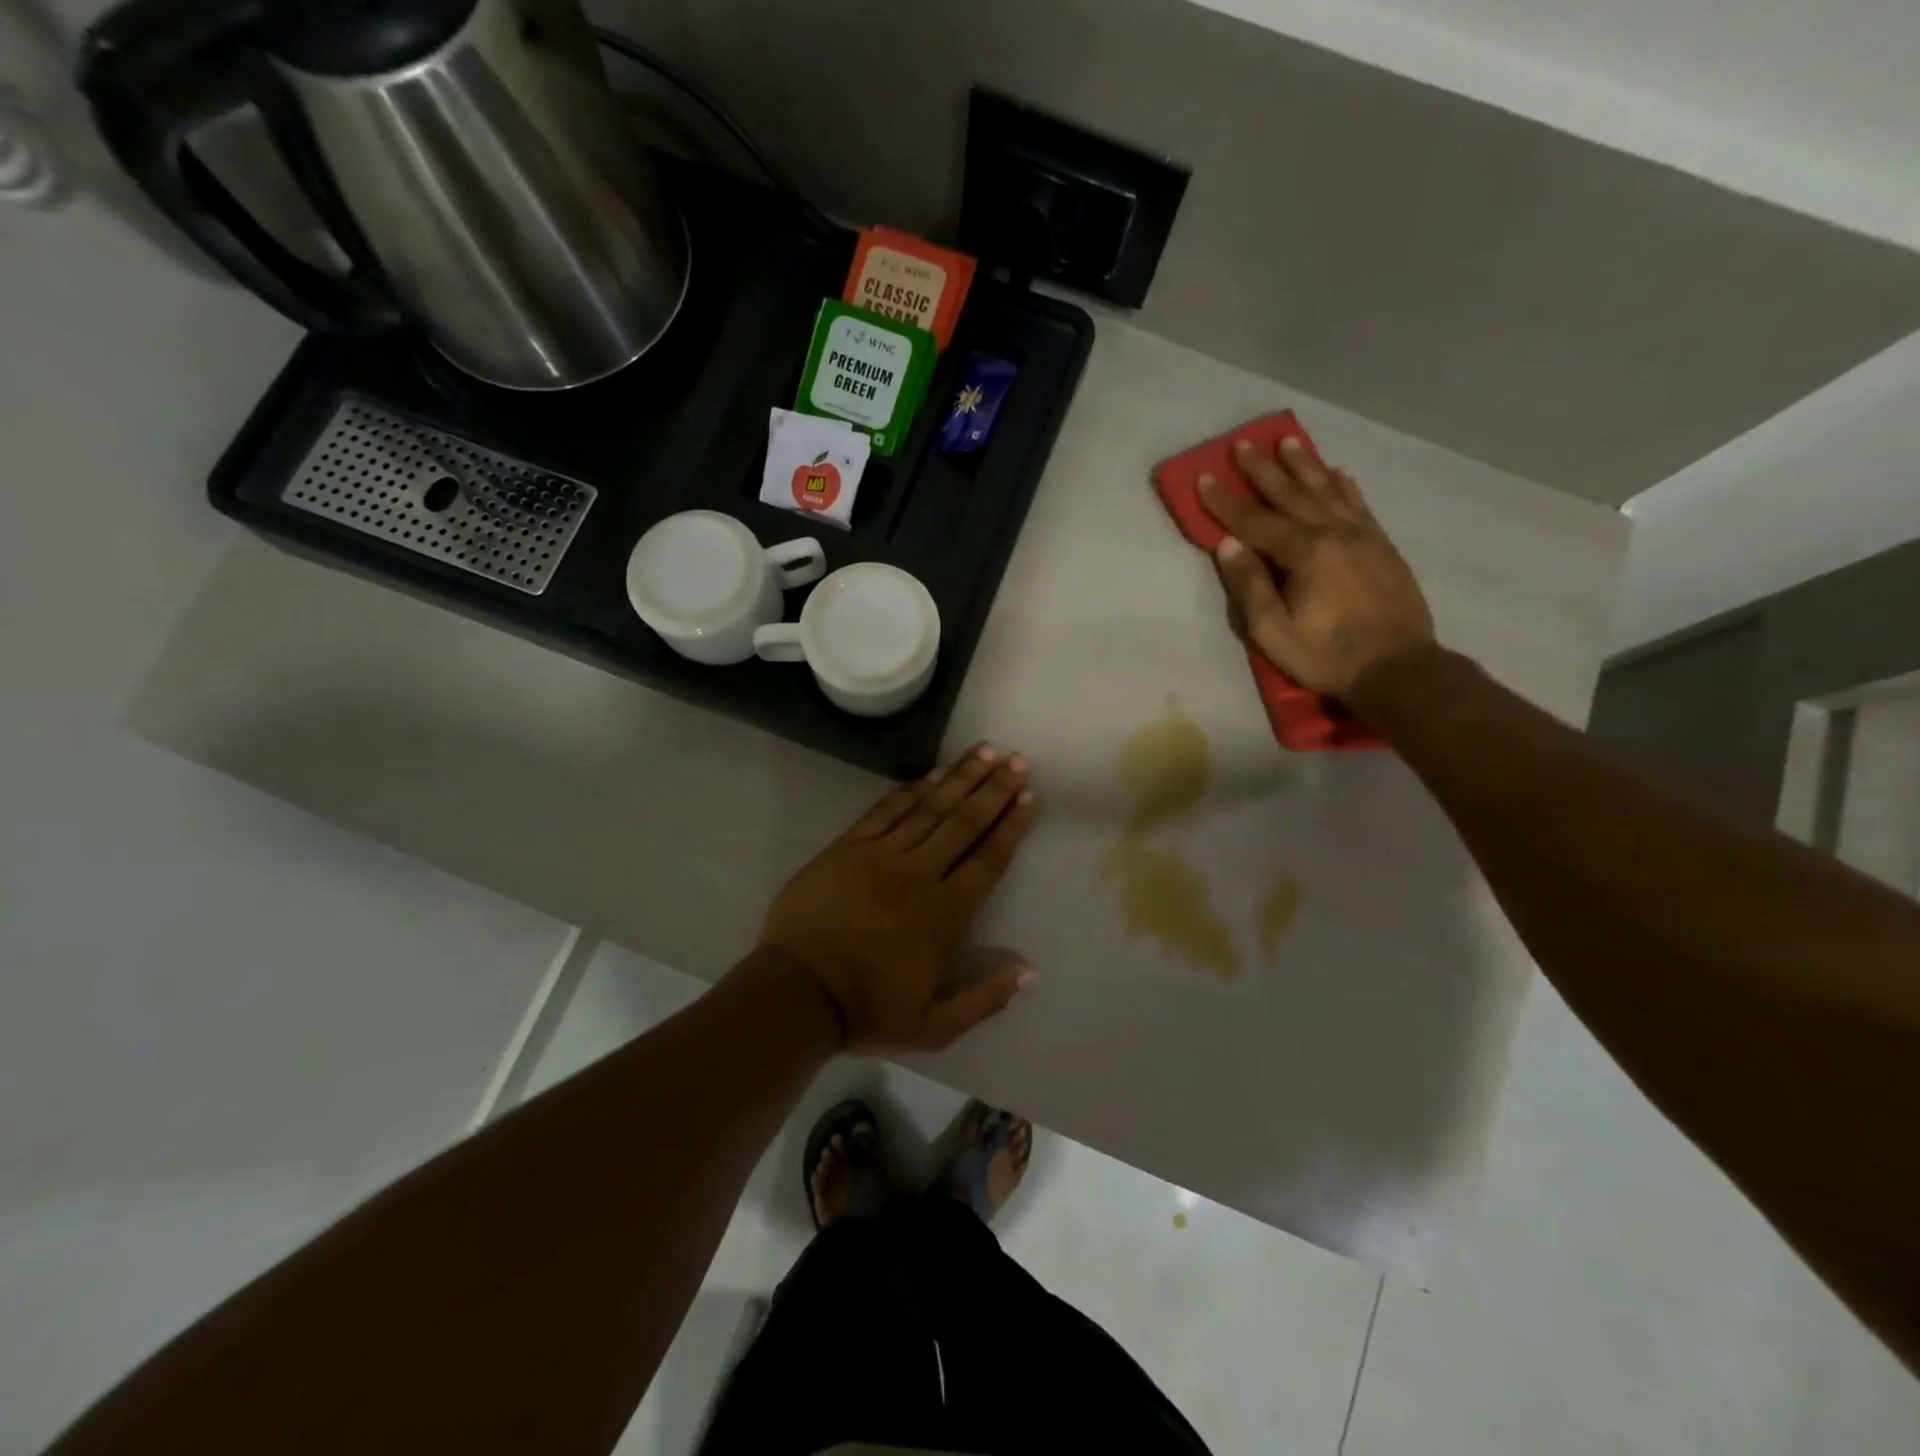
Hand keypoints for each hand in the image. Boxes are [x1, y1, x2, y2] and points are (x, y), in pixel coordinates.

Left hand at [756, 745, 1037, 1053]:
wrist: (797, 994)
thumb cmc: (867, 1011)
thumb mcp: (933, 1026)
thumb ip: (984, 999)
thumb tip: (1029, 972)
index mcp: (946, 913)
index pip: (989, 859)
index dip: (1011, 825)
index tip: (1028, 796)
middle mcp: (920, 874)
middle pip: (965, 823)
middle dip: (994, 789)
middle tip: (1017, 760)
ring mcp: (881, 856)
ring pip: (930, 808)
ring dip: (959, 778)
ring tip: (984, 751)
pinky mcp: (848, 848)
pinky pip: (886, 811)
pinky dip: (910, 791)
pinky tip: (931, 775)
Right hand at [1201, 435, 1435, 698]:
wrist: (1399, 668)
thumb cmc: (1327, 656)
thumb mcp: (1274, 632)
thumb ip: (1250, 587)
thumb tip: (1228, 545)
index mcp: (1305, 553)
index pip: (1255, 521)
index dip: (1226, 501)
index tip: (1204, 477)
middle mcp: (1334, 533)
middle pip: (1292, 494)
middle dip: (1264, 470)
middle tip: (1243, 443)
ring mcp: (1363, 536)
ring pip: (1327, 491)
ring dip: (1304, 466)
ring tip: (1288, 442)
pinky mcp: (1382, 546)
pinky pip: (1359, 504)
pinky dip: (1344, 485)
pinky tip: (1337, 472)